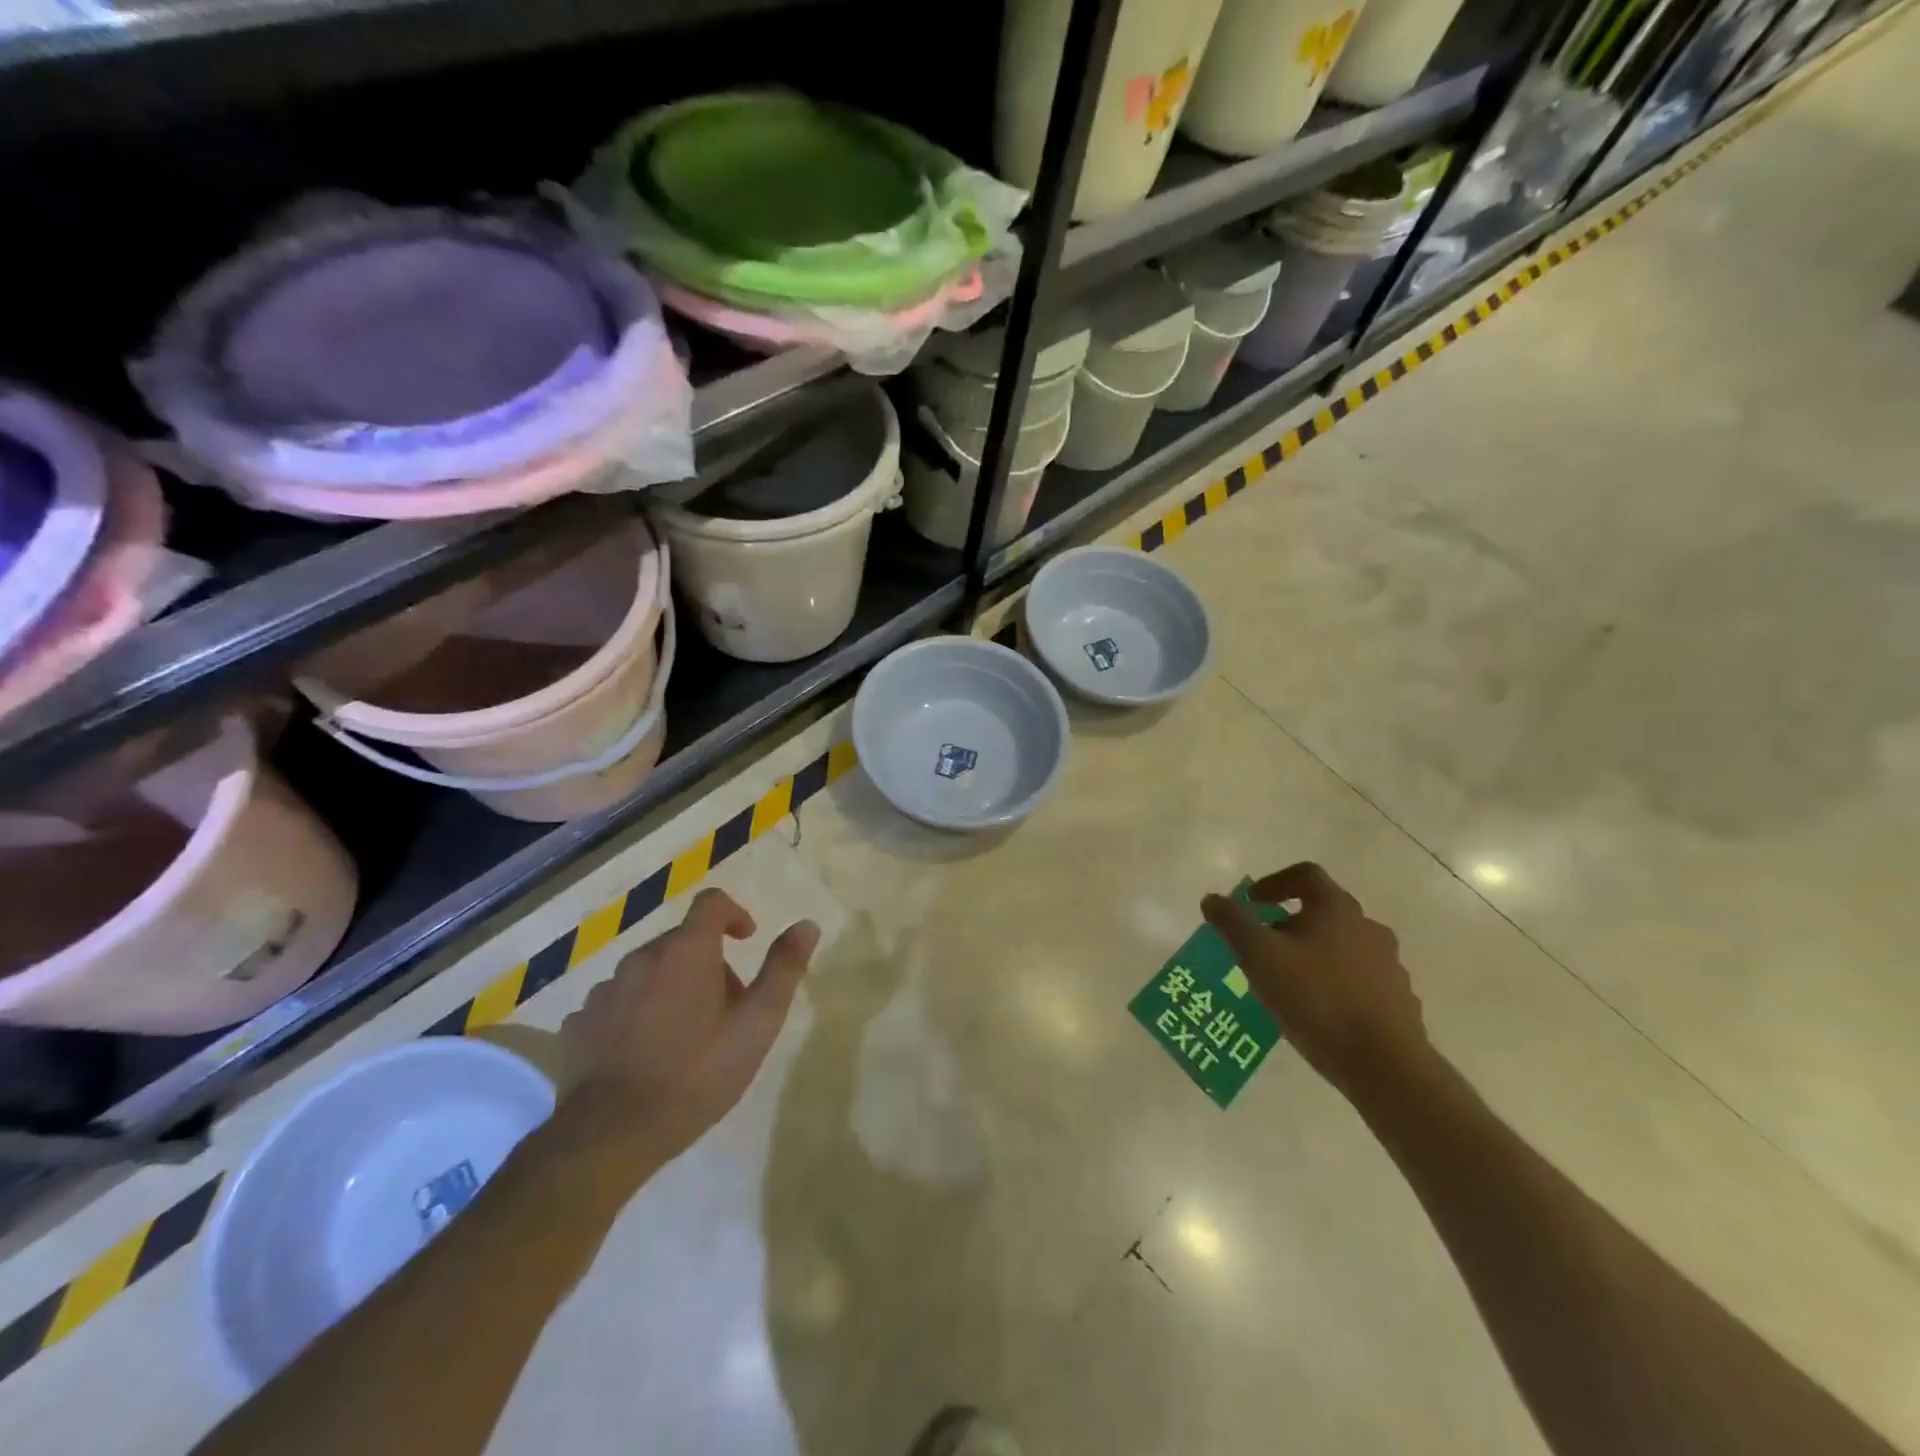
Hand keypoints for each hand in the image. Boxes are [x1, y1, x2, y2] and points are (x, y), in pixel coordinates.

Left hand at [558, 888, 819, 1168]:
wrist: (609, 1136)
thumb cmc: (696, 1074)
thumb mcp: (757, 1024)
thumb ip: (783, 969)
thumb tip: (806, 925)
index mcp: (687, 951)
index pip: (711, 903)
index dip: (734, 914)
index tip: (746, 940)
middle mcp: (641, 959)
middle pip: (681, 942)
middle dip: (707, 963)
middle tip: (725, 1009)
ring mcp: (603, 992)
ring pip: (647, 974)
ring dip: (669, 989)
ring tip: (682, 1037)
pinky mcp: (577, 1026)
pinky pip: (615, 1005)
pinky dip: (634, 1015)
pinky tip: (642, 1054)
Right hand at [1201, 863, 1429, 1100]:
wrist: (1385, 1065)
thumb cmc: (1316, 998)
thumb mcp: (1259, 956)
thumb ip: (1232, 922)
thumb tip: (1213, 899)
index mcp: (1336, 909)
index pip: (1306, 875)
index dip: (1274, 882)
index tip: (1252, 901)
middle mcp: (1369, 928)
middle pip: (1324, 912)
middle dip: (1289, 924)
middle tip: (1263, 947)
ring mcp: (1389, 966)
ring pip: (1342, 948)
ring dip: (1314, 955)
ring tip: (1288, 983)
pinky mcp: (1399, 1001)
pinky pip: (1359, 981)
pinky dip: (1335, 985)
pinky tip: (1317, 1012)